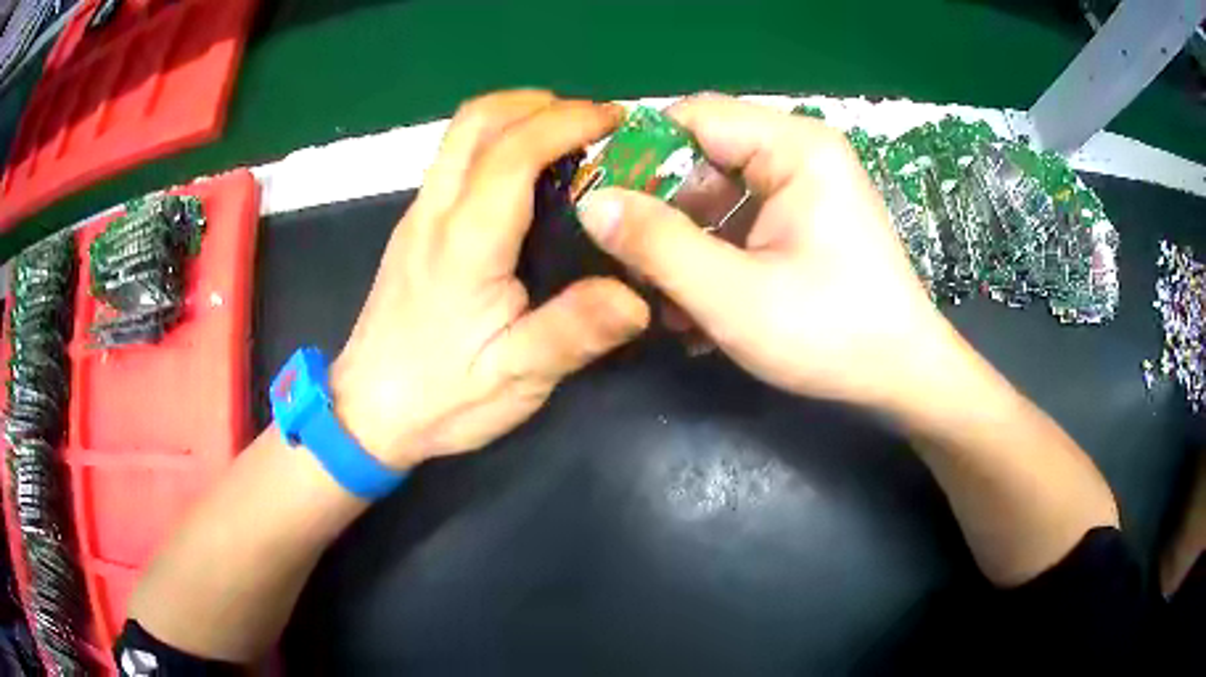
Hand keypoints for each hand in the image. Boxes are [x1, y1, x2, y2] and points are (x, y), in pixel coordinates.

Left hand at [332, 91, 649, 469]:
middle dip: (538, 103)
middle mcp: (435, 212)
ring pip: (460, 135)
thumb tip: (638, 295)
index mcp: (465, 242)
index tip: (615, 120)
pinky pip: (454, 160)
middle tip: (590, 124)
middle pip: (477, 119)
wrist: (365, 413)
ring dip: (515, 118)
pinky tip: (526, 179)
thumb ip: (573, 332)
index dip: (568, 121)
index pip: (514, 149)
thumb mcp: (515, 380)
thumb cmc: (439, 398)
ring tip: (566, 142)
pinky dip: (496, 143)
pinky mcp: (413, 229)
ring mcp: (418, 216)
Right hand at [576, 94, 964, 410]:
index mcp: (794, 147)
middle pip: (703, 158)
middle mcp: (801, 152)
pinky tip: (703, 310)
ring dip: (687, 247)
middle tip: (636, 270)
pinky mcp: (806, 219)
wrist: (903, 377)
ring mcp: (806, 187)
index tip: (602, 207)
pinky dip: (716, 257)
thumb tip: (591, 202)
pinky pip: (743, 221)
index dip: (639, 155)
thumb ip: (657, 244)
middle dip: (664, 215)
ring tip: (670, 307)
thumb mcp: (732, 295)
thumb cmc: (831, 335)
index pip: (692, 118)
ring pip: (718, 195)